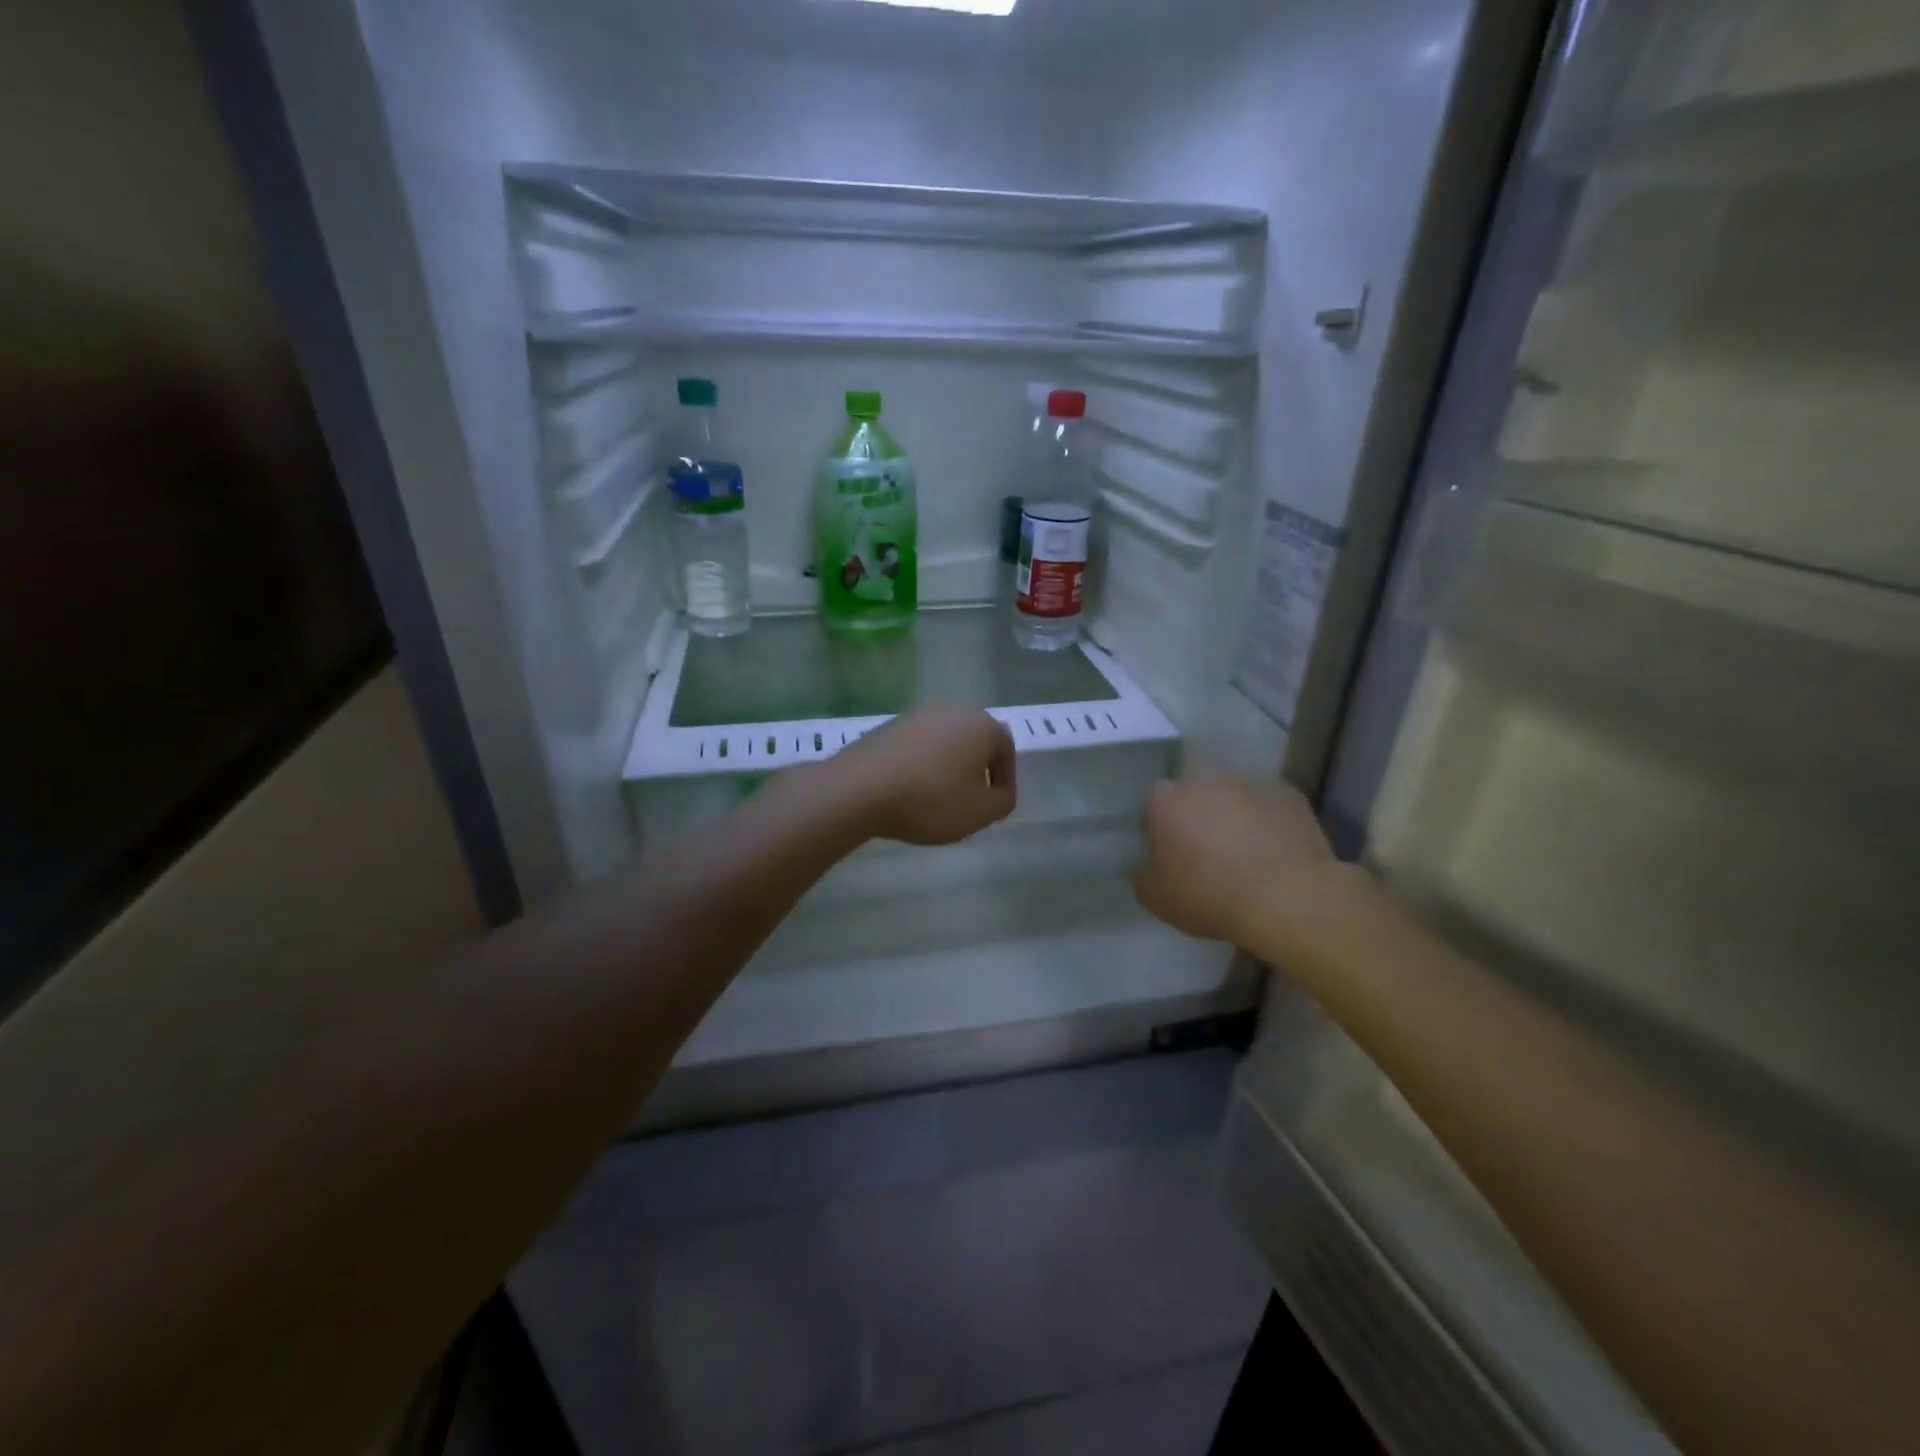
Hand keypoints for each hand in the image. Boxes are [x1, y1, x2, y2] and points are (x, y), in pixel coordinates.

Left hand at [832, 705, 1016, 845]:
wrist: (860, 788)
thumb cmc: (931, 799)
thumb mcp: (980, 812)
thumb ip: (1002, 801)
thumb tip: (999, 792)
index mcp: (981, 725)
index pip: (1005, 749)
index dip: (1005, 779)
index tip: (995, 805)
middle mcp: (951, 710)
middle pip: (974, 741)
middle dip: (976, 769)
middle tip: (970, 801)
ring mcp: (916, 714)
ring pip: (944, 742)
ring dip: (947, 766)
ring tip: (938, 798)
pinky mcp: (888, 725)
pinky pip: (916, 746)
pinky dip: (921, 765)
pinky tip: (909, 790)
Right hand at [1132, 777, 1347, 950]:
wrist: (1288, 899)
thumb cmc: (1211, 896)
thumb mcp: (1157, 899)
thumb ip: (1142, 875)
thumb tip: (1143, 866)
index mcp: (1166, 800)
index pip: (1153, 801)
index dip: (1159, 823)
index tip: (1168, 848)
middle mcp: (1205, 779)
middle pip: (1194, 790)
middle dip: (1197, 811)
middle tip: (1205, 847)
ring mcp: (1249, 782)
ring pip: (1233, 793)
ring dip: (1233, 812)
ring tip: (1244, 849)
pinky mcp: (1288, 793)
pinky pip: (1269, 803)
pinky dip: (1267, 819)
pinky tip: (1274, 849)